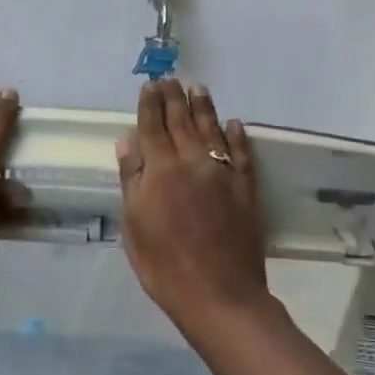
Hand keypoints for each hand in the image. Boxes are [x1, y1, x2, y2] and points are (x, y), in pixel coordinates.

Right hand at [116, 80, 270, 335]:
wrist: (219, 295)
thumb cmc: (164, 266)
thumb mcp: (134, 225)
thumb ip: (132, 179)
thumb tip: (128, 141)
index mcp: (160, 171)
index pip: (152, 127)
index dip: (149, 105)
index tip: (150, 85)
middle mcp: (192, 162)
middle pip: (182, 122)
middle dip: (174, 98)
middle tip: (171, 79)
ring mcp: (223, 174)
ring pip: (212, 130)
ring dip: (204, 107)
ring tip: (198, 88)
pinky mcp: (246, 189)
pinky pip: (242, 154)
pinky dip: (237, 136)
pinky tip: (234, 124)